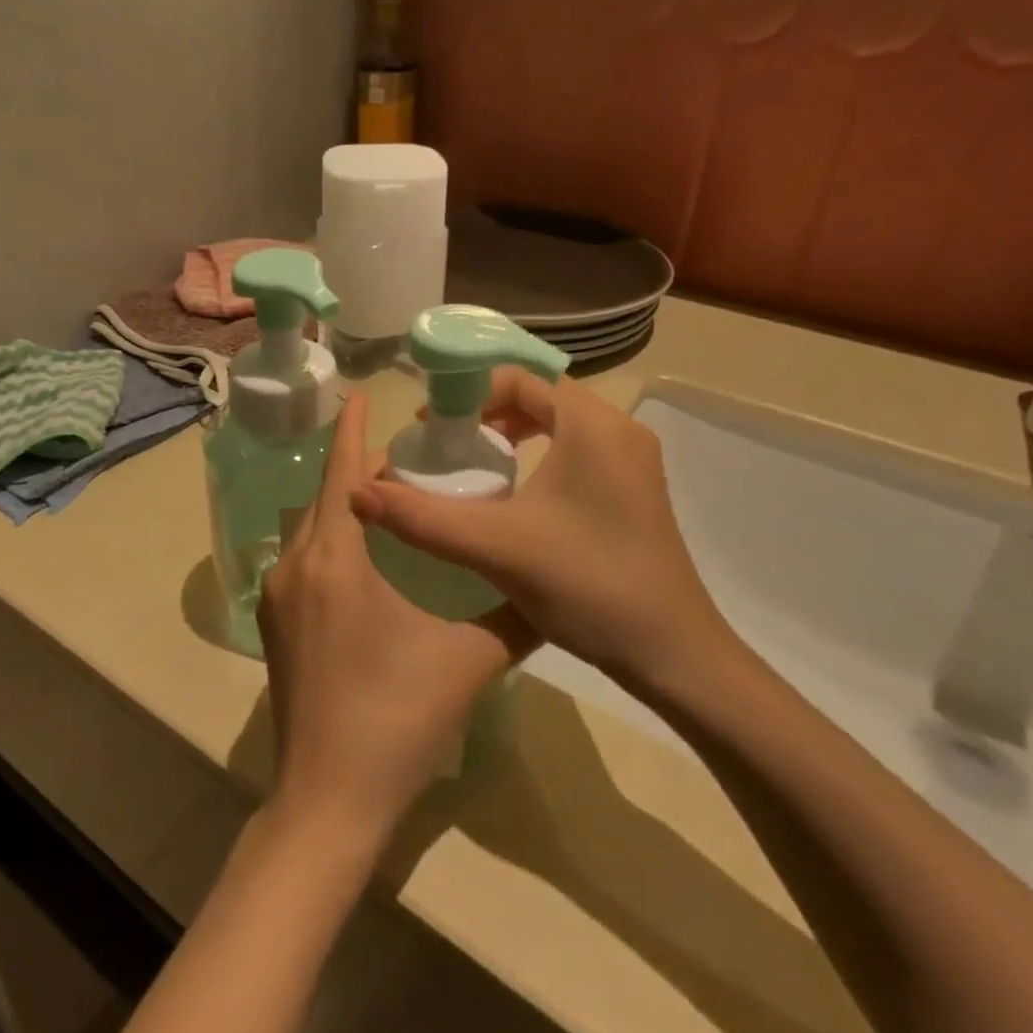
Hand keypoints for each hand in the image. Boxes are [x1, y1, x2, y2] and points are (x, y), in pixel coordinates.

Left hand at [258, 395, 534, 849]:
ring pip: (312, 528)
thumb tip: (549, 585)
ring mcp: (279, 597)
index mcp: (335, 560)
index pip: (341, 474)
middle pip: (325, 497)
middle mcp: (297, 566)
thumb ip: (514, 615)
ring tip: (391, 501)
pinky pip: (304, 559)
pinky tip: (367, 557)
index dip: (352, 430)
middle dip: (358, 471)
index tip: (360, 394)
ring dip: (344, 507)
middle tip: (407, 456)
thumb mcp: (469, 661)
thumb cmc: (396, 719)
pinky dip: (332, 539)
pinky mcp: (277, 626)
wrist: (329, 801)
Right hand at [349, 370, 738, 689]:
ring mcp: (633, 461)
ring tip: (475, 463)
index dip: (468, 393)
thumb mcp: (496, 548)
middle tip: (447, 444)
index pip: (519, 377)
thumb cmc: (588, 586)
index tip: (433, 427)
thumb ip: (422, 518)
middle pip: (540, 395)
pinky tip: (516, 495)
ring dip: (514, 432)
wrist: (675, 656)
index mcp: (592, 425)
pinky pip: (578, 449)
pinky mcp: (636, 490)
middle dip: (487, 412)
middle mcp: (618, 430)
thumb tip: (357, 494)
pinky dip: (540, 454)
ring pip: (560, 424)